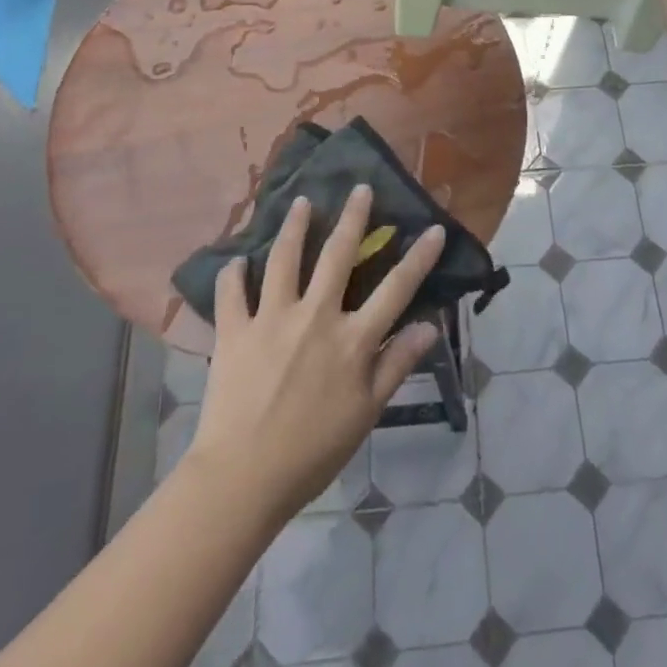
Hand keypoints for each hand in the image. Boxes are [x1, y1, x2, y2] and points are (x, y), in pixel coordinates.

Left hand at [183, 187, 446, 526]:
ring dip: (295, 227)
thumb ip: (397, 364)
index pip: (396, 288)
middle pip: (338, 255)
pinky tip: (236, 260)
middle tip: (360, 188)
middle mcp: (315, 316)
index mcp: (352, 339)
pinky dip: (232, 273)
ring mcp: (271, 318)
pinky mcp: (234, 330)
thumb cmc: (313, 451)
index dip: (419, 257)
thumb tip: (430, 324)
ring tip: (302, 202)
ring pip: (284, 259)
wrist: (243, 478)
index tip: (434, 228)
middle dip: (354, 217)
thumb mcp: (366, 413)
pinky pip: (231, 292)